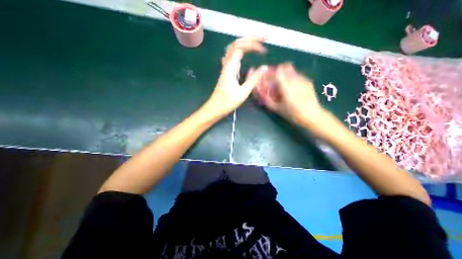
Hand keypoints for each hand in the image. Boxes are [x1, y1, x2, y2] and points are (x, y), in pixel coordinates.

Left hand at [204, 37, 269, 119]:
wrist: (215, 108)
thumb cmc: (227, 102)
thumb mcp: (243, 92)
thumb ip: (253, 79)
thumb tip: (264, 67)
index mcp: (230, 68)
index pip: (240, 47)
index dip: (252, 44)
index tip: (264, 50)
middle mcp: (227, 65)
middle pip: (235, 44)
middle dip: (249, 39)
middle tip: (263, 39)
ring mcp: (225, 69)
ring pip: (232, 50)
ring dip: (244, 44)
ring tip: (256, 44)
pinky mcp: (226, 73)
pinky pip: (232, 58)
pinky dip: (240, 52)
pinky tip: (244, 55)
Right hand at [252, 62, 323, 124]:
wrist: (312, 115)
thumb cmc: (293, 113)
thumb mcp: (277, 109)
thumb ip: (268, 101)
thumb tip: (260, 95)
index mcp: (286, 87)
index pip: (278, 71)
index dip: (272, 71)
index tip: (268, 75)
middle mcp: (295, 80)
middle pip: (286, 67)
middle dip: (279, 70)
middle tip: (275, 78)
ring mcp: (303, 80)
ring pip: (292, 70)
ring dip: (286, 74)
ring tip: (284, 84)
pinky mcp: (308, 82)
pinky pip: (298, 75)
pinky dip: (292, 78)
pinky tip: (293, 87)